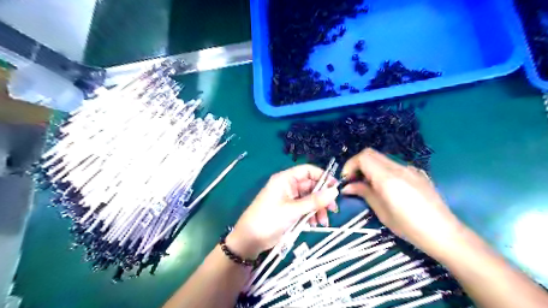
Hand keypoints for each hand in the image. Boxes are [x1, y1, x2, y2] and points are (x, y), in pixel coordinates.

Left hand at [227, 164, 337, 258]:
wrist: (250, 240)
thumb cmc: (269, 220)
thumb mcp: (293, 210)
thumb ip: (314, 201)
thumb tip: (335, 191)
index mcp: (285, 179)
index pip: (308, 171)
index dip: (323, 177)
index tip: (336, 188)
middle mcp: (288, 186)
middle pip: (311, 186)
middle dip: (322, 198)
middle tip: (333, 210)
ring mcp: (288, 199)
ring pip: (309, 199)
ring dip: (318, 209)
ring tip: (323, 222)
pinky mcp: (289, 210)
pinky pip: (304, 208)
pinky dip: (311, 215)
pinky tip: (314, 225)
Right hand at [341, 148, 460, 255]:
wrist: (444, 233)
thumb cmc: (409, 227)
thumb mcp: (382, 212)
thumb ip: (364, 193)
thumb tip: (348, 187)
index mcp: (388, 178)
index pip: (363, 157)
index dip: (350, 165)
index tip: (347, 180)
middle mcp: (399, 168)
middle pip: (371, 154)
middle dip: (358, 164)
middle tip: (354, 181)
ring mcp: (410, 169)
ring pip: (382, 159)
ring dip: (370, 167)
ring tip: (368, 185)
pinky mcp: (417, 173)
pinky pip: (393, 166)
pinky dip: (382, 170)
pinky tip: (386, 187)